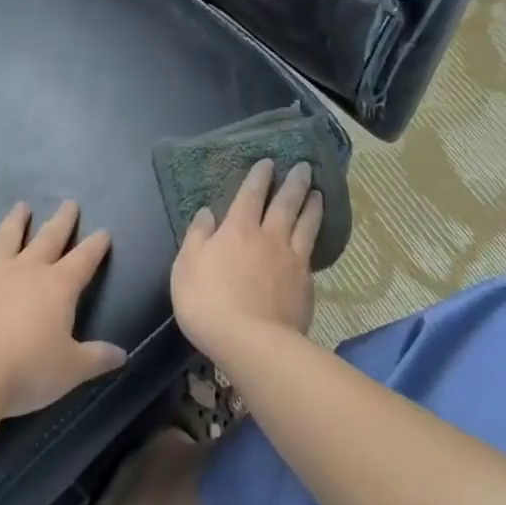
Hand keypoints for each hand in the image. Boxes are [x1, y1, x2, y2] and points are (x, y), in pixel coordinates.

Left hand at [0, 200, 125, 417]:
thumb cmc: (28, 369)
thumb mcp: (72, 369)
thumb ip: (96, 358)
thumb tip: (122, 355)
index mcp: (58, 286)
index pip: (84, 259)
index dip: (95, 245)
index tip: (103, 231)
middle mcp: (25, 272)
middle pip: (48, 239)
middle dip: (61, 221)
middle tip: (69, 203)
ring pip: (4, 241)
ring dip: (14, 223)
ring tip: (20, 206)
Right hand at [170, 160, 322, 360]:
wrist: (251, 341)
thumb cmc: (208, 302)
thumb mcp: (186, 267)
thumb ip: (197, 237)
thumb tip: (206, 213)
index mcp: (237, 229)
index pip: (250, 195)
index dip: (259, 177)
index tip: (268, 162)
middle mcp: (269, 237)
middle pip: (285, 203)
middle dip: (294, 183)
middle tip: (304, 167)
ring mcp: (292, 259)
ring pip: (305, 224)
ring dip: (312, 206)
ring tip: (319, 193)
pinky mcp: (306, 283)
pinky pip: (311, 252)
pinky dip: (315, 238)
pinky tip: (316, 238)